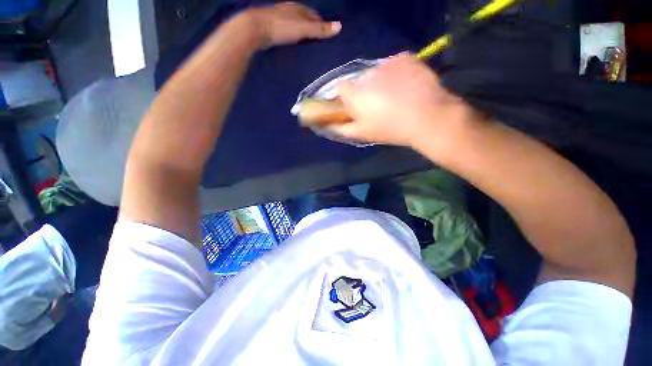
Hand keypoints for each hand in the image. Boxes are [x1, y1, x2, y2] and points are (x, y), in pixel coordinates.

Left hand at [244, 2, 340, 47]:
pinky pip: (287, 30)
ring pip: (295, 23)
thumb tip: (340, 26)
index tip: (326, 34)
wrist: (255, 29)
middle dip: (311, 26)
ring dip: (301, 31)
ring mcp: (279, 17)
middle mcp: (289, 10)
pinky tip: (293, 42)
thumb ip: (320, 29)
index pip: (314, 14)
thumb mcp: (304, 29)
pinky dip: (292, 35)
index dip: (321, 23)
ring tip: (307, 41)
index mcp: (298, 8)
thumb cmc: (281, 27)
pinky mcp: (272, 26)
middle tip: (318, 39)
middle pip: (304, 17)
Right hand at [330, 54, 482, 150]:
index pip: (340, 88)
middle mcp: (366, 75)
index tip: (355, 106)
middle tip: (379, 105)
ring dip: (381, 82)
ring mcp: (387, 64)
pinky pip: (395, 64)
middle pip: (360, 81)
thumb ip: (341, 129)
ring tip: (396, 96)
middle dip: (365, 91)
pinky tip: (407, 85)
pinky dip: (397, 73)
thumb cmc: (390, 129)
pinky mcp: (405, 58)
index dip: (346, 97)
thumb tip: (327, 126)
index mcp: (354, 94)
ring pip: (377, 72)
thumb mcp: (362, 134)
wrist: (427, 117)